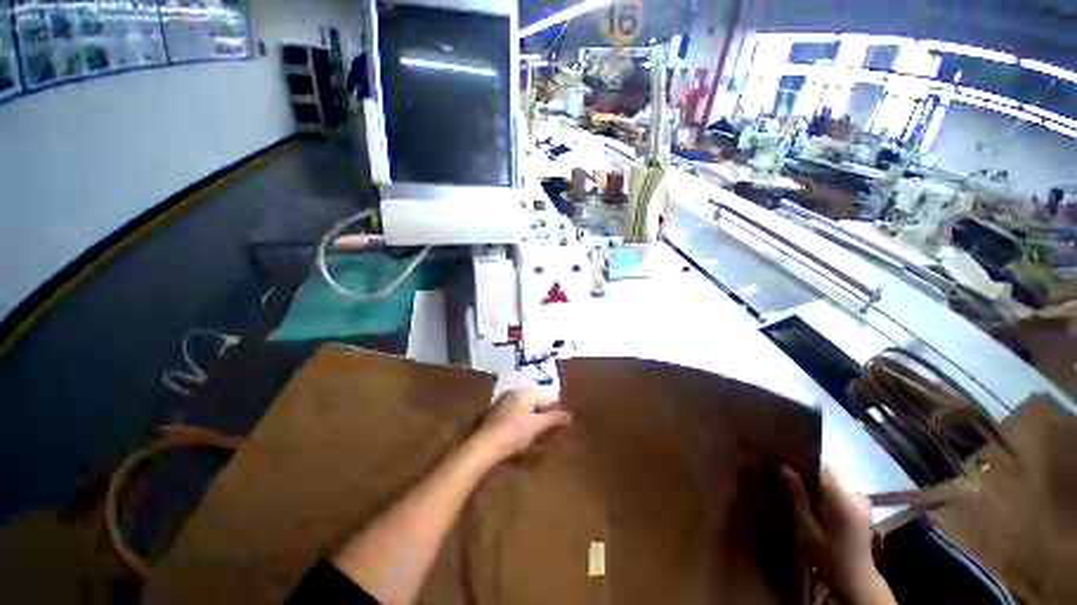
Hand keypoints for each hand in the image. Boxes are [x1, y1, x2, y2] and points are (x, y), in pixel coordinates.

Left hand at [474, 388, 571, 461]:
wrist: (486, 444)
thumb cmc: (515, 433)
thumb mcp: (537, 426)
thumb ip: (554, 419)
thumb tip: (569, 415)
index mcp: (526, 392)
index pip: (547, 398)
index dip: (554, 412)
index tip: (557, 426)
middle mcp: (514, 391)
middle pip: (535, 401)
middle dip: (541, 413)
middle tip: (545, 430)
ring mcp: (503, 400)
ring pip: (524, 406)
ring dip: (530, 416)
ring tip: (533, 432)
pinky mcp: (495, 410)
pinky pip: (514, 411)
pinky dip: (519, 418)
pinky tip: (518, 431)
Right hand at [780, 466, 894, 604]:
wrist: (855, 579)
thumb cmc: (826, 554)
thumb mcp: (806, 528)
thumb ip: (797, 496)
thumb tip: (783, 467)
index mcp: (841, 499)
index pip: (823, 467)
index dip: (805, 464)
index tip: (788, 468)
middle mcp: (855, 496)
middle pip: (830, 473)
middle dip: (811, 475)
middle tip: (793, 485)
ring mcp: (862, 502)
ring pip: (836, 481)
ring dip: (821, 485)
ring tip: (806, 497)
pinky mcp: (864, 509)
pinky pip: (844, 490)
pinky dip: (832, 493)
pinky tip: (822, 506)